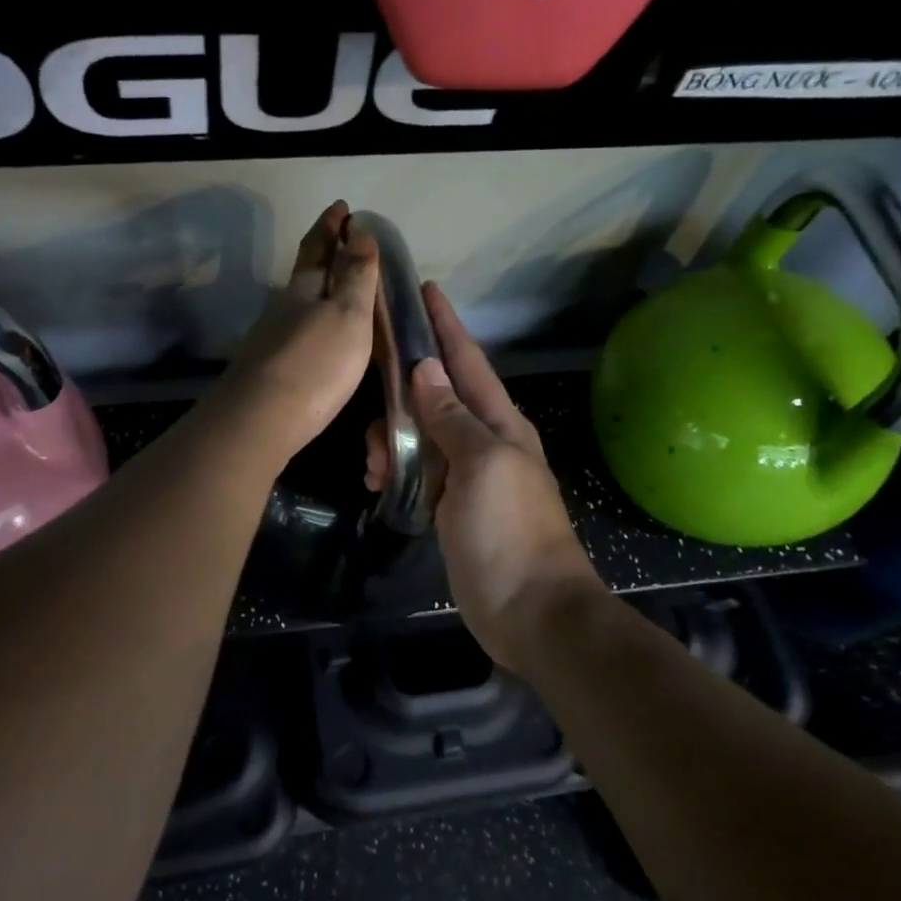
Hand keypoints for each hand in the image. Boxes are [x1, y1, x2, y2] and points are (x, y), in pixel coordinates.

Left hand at [209, 202, 378, 466]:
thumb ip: (355, 275)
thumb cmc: (314, 364)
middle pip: (304, 271)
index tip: (342, 206)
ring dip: (318, 286)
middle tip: (341, 236)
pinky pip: (297, 329)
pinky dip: (313, 319)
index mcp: (305, 288)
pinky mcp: (270, 368)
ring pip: (299, 301)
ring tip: (339, 284)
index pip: (318, 246)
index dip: (331, 225)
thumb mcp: (347, 314)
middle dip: (323, 250)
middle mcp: (284, 306)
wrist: (260, 420)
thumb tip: (359, 230)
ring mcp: (272, 338)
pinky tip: (319, 332)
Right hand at [374, 284, 600, 671]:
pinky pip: (416, 469)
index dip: (446, 325)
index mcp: (500, 423)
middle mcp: (484, 440)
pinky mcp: (450, 505)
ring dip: (392, 436)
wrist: (530, 611)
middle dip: (402, 386)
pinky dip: (394, 467)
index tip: (423, 289)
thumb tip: (427, 369)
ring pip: (420, 433)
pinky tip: (376, 479)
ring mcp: (467, 475)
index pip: (468, 360)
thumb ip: (452, 416)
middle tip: (369, 389)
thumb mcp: (482, 464)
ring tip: (373, 462)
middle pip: (436, 393)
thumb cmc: (509, 531)